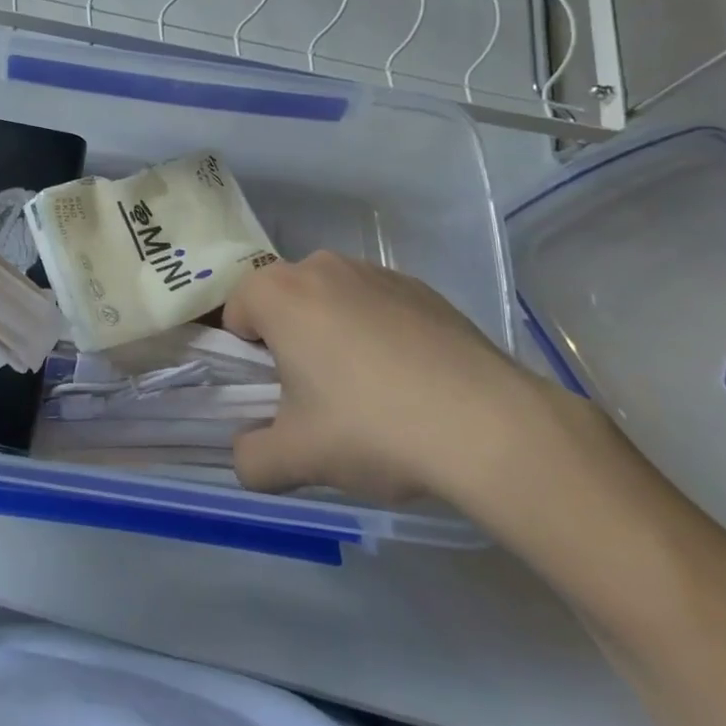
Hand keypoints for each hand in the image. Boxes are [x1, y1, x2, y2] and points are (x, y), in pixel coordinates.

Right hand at [223, 252, 542, 504]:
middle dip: (289, 342)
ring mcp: (375, 271)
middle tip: (316, 398)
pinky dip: (378, 334)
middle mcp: (321, 266)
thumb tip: (248, 455)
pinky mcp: (421, 287)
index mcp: (278, 292)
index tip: (274, 395)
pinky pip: (376, 306)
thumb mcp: (296, 458)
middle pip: (284, 302)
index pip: (236, 313)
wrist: (490, 426)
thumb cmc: (372, 428)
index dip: (246, 358)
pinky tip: (410, 382)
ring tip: (370, 393)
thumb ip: (251, 459)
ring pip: (331, 301)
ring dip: (332, 335)